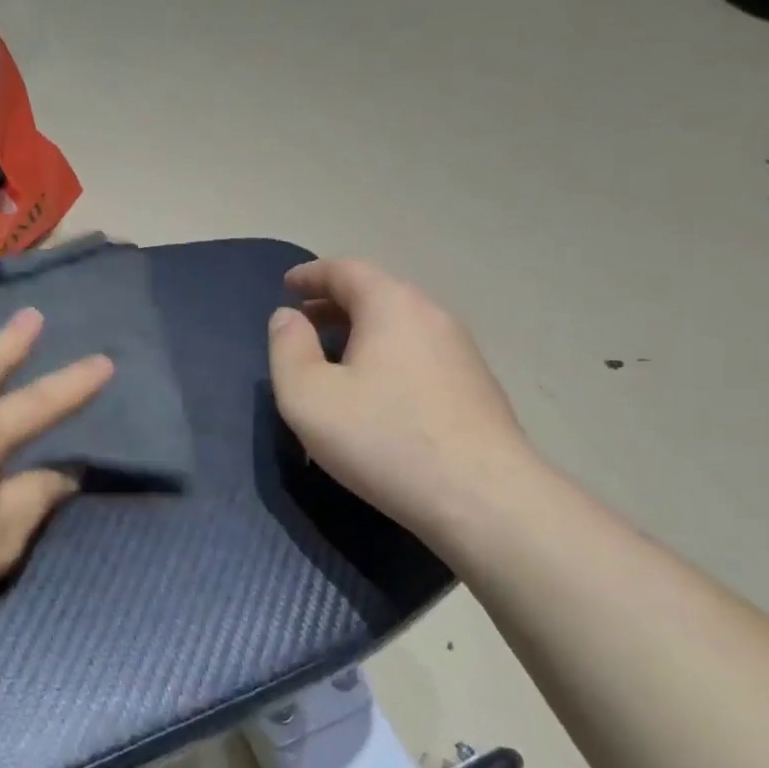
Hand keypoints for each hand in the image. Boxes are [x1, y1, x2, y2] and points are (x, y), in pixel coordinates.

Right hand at [267, 259, 538, 545]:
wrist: (482, 497)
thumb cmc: (383, 438)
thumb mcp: (309, 396)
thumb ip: (287, 349)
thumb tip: (287, 317)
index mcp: (391, 306)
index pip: (346, 270)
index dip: (311, 274)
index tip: (286, 286)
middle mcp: (432, 316)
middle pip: (377, 293)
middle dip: (335, 302)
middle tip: (303, 322)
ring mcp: (461, 351)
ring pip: (401, 324)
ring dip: (363, 330)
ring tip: (335, 357)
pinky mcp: (476, 386)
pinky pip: (419, 352)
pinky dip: (387, 354)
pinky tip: (377, 391)